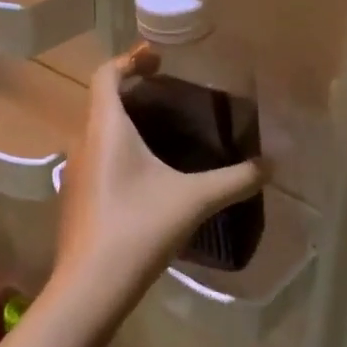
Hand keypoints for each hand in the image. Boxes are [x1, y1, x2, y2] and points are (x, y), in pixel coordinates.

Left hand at [46, 48, 265, 332]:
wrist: (89, 287)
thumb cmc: (139, 228)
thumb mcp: (194, 200)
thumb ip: (235, 179)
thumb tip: (272, 165)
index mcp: (105, 128)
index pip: (106, 74)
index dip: (130, 59)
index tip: (160, 58)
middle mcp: (83, 142)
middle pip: (102, 100)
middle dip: (133, 89)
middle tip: (170, 90)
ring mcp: (74, 172)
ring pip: (97, 131)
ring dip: (124, 121)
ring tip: (162, 129)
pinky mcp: (74, 198)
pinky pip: (96, 157)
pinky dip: (118, 150)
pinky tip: (146, 174)